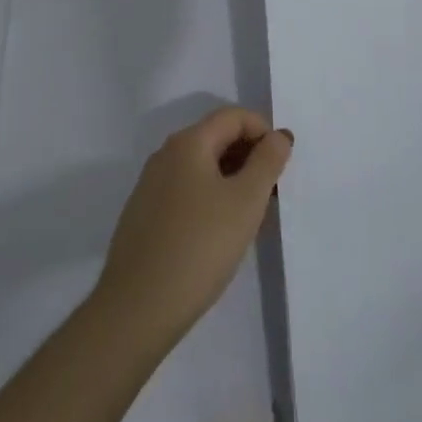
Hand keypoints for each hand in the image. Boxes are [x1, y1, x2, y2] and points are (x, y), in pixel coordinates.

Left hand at [91, 107, 292, 357]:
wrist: (139, 305)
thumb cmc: (200, 246)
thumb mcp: (246, 201)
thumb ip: (267, 162)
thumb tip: (278, 135)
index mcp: (187, 143)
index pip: (233, 116)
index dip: (263, 131)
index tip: (282, 167)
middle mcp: (165, 155)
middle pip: (216, 137)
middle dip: (249, 156)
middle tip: (272, 194)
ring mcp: (151, 185)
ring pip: (202, 166)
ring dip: (232, 179)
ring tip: (252, 217)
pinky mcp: (145, 214)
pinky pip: (186, 190)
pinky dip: (211, 197)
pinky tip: (220, 234)